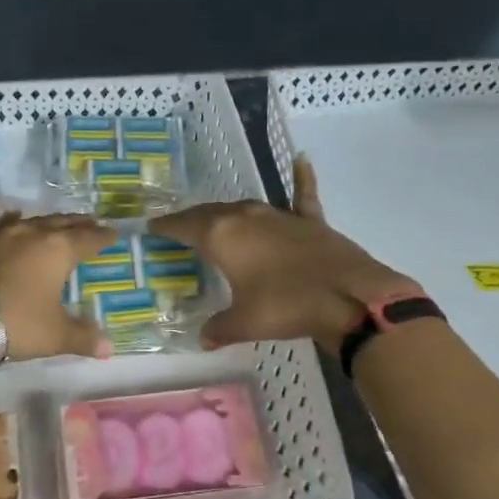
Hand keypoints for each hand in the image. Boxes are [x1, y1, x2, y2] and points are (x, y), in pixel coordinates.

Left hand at [0, 211, 117, 360]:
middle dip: (79, 224)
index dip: (102, 237)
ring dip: (50, 222)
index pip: (88, 238)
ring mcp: (5, 234)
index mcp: (60, 250)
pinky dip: (17, 223)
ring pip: (35, 221)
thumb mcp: (56, 334)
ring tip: (58, 223)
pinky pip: (6, 225)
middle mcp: (35, 234)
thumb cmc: (19, 322)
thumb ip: (83, 337)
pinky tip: (16, 221)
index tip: (112, 233)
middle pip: (63, 223)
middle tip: (91, 223)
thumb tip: (109, 348)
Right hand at [150, 157, 418, 354]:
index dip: (165, 227)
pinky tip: (302, 159)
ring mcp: (279, 215)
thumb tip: (204, 339)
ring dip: (228, 214)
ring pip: (244, 208)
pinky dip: (301, 178)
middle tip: (178, 228)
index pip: (183, 225)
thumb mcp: (245, 323)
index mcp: (221, 235)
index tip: (151, 226)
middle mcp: (245, 216)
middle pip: (210, 213)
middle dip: (192, 220)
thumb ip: (219, 328)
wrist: (348, 296)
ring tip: (215, 219)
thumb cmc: (286, 305)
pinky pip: (302, 194)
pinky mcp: (309, 221)